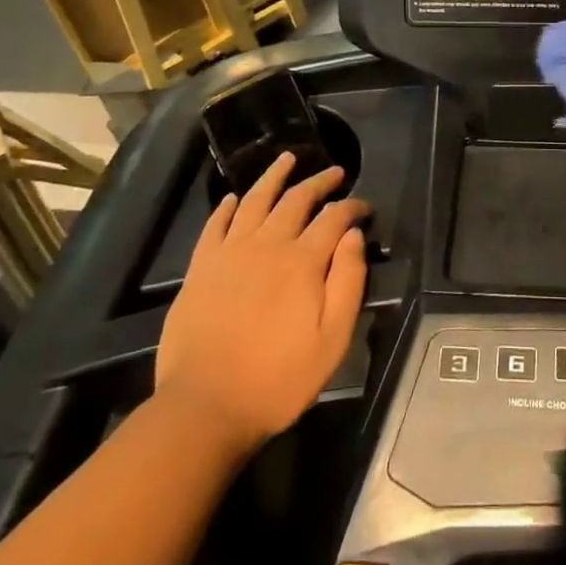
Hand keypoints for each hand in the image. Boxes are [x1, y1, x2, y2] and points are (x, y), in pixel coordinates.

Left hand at [154, 155, 368, 455]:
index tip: (364, 206)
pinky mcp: (201, 267)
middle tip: (334, 172)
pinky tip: (234, 197)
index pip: (334, 217)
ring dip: (274, 176)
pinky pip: (216, 224)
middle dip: (319, 181)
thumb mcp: (333, 339)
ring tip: (287, 158)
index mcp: (303, 261)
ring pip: (255, 199)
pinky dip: (227, 206)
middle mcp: (268, 244)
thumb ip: (348, 282)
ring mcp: (230, 252)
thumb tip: (354, 236)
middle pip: (297, 199)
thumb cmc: (278, 379)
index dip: (352, 207)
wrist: (205, 406)